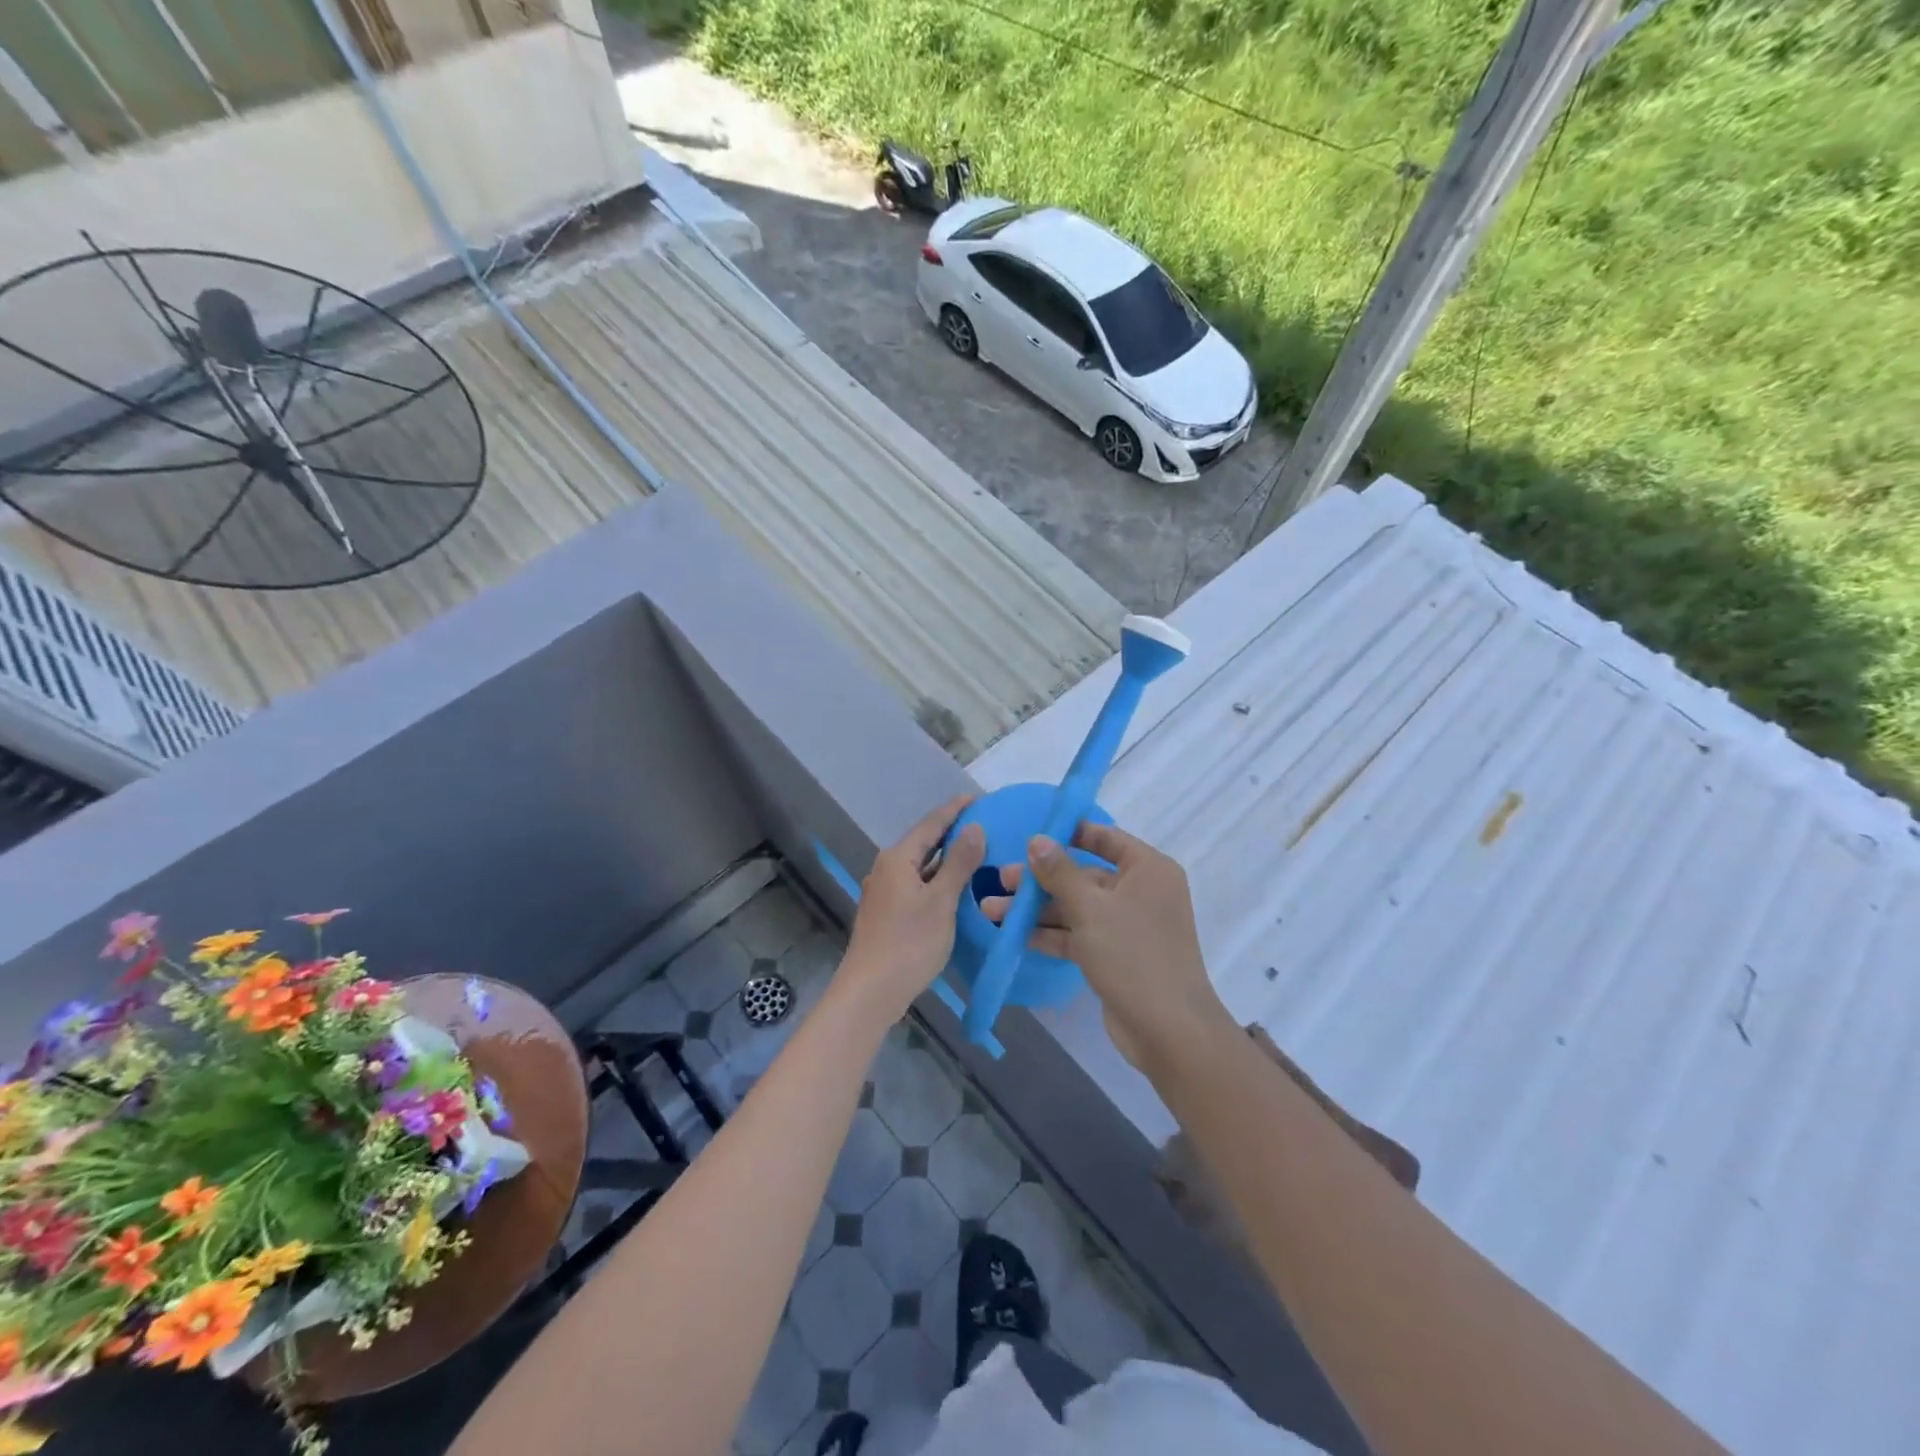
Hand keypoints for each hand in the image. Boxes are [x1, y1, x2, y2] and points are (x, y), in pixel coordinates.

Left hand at [839, 795, 986, 1023]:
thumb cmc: (909, 943)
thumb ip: (959, 863)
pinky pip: (916, 884)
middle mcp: (887, 868)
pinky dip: (937, 880)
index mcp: (898, 858)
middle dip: (952, 833)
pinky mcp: (887, 913)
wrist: (870, 992)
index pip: (931, 823)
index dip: (955, 810)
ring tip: (977, 854)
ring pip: (920, 866)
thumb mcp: (941, 901)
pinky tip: (955, 888)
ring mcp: (884, 892)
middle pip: (923, 842)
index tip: (979, 798)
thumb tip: (975, 826)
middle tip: (985, 825)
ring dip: (946, 858)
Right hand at [982, 824, 1230, 1069]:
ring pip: (1077, 907)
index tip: (1031, 834)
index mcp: (1148, 869)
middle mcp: (1140, 892)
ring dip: (1038, 910)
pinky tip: (1015, 935)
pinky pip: (1079, 934)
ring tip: (992, 911)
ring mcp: (1128, 925)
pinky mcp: (1116, 955)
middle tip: (1000, 879)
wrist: (1168, 1031)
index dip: (1069, 833)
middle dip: (1041, 880)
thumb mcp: (1090, 908)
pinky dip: (1051, 934)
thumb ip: (1060, 872)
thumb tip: (1036, 839)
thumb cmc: (1133, 955)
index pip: (1105, 838)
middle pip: (1084, 875)